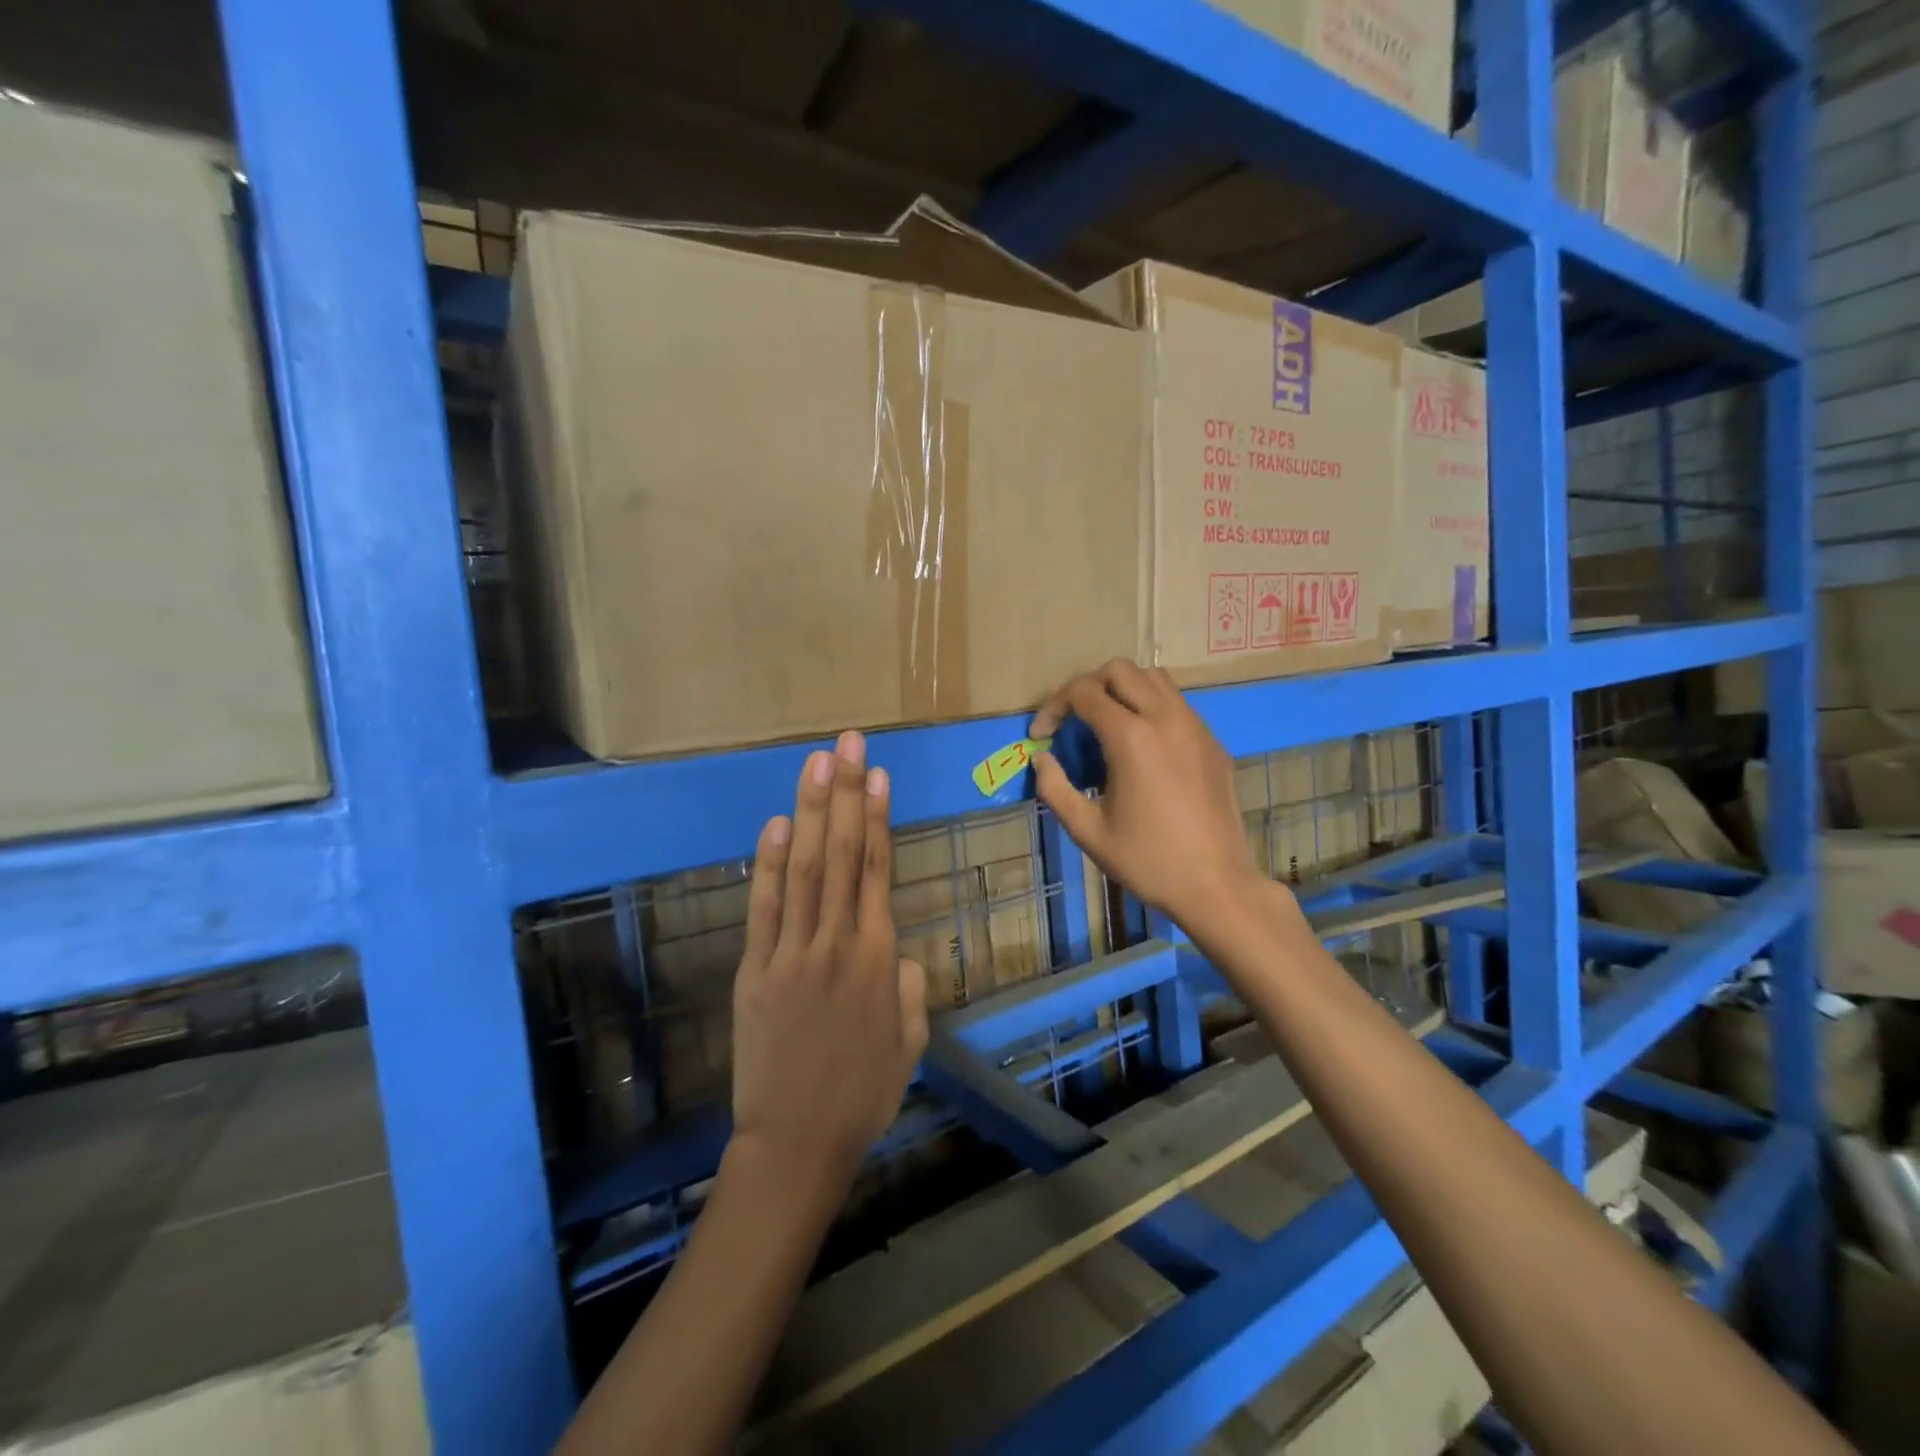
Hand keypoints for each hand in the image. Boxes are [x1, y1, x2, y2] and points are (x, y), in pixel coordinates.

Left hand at [730, 730, 930, 1190]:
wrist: (797, 1143)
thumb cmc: (864, 1093)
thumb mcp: (911, 1039)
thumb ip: (910, 985)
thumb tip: (894, 949)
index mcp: (880, 958)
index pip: (879, 869)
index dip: (877, 817)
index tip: (876, 773)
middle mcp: (837, 943)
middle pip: (842, 854)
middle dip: (845, 794)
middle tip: (847, 744)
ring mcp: (791, 953)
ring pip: (803, 870)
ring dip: (810, 813)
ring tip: (816, 765)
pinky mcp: (755, 970)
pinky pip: (764, 909)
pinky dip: (768, 865)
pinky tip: (777, 825)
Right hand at [1030, 660, 1268, 930]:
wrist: (1216, 885)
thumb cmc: (1147, 860)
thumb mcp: (1087, 830)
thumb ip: (1055, 788)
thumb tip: (1041, 759)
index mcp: (1131, 737)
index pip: (1083, 693)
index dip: (1054, 707)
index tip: (1041, 736)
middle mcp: (1165, 718)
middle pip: (1119, 671)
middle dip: (1088, 687)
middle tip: (1073, 722)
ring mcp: (1195, 727)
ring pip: (1154, 679)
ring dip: (1123, 690)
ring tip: (1107, 725)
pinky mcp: (1213, 742)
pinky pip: (1178, 705)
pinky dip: (1152, 708)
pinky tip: (1144, 748)